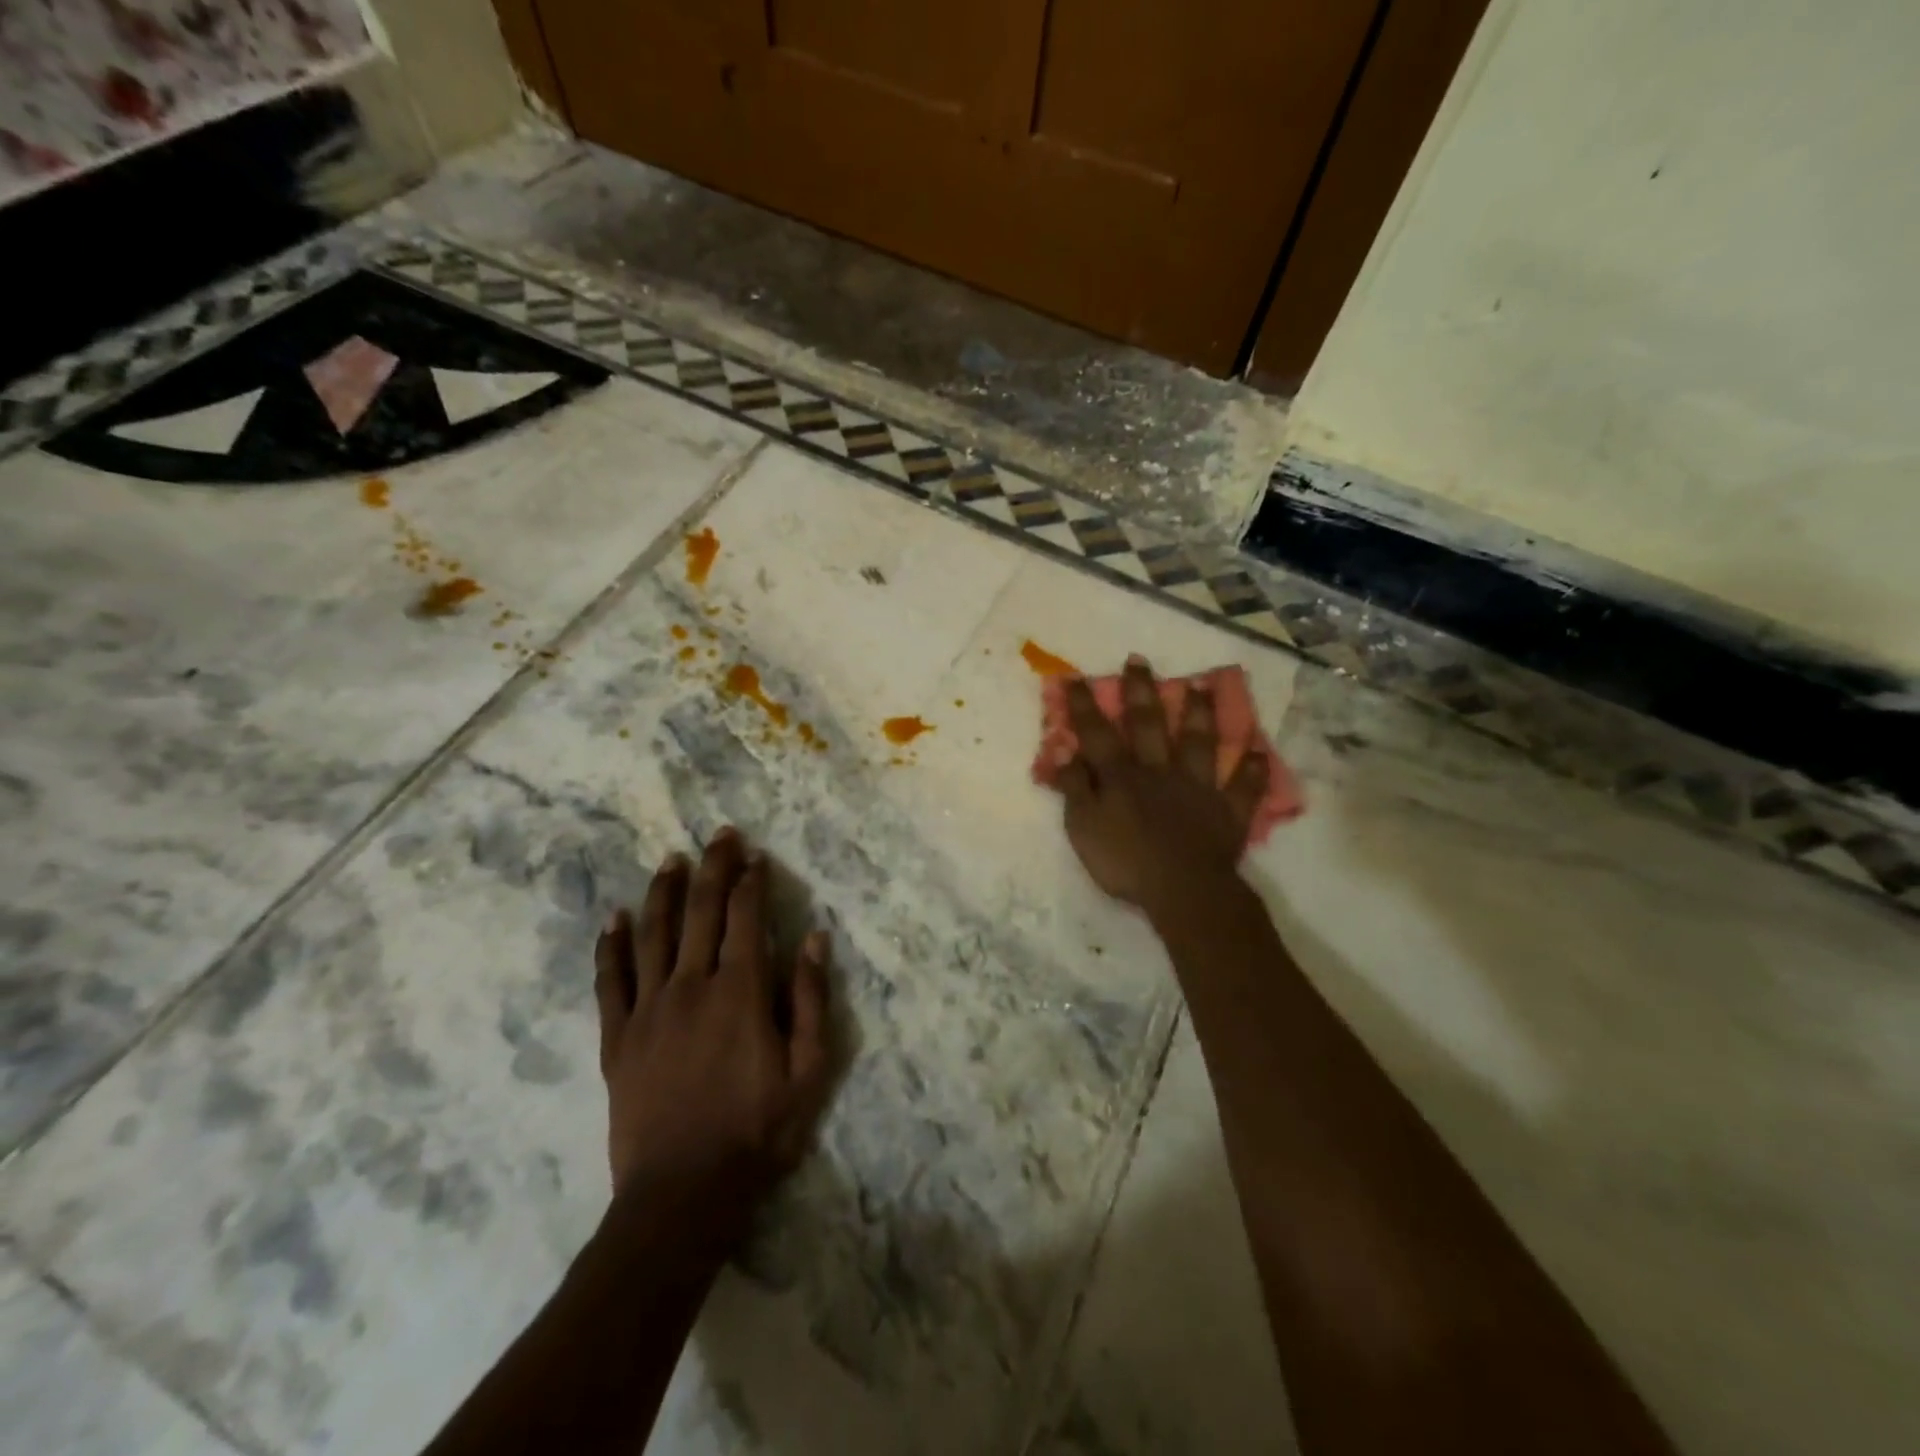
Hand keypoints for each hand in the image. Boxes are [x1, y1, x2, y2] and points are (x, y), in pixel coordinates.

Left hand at [593, 828, 831, 1236]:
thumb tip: (814, 938)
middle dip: (713, 867)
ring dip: (664, 891)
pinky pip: (611, 980)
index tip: (755, 855)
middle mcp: (692, 985)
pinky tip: (615, 918)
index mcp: (740, 991)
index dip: (751, 881)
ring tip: (671, 860)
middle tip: (720, 835)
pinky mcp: (617, 1037)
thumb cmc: (757, 1132)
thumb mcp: (808, 1070)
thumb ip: (811, 999)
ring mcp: (648, 1009)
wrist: (682, 1195)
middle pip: (701, 911)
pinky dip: (612, 945)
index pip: (745, 917)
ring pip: (654, 934)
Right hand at [1056, 658, 1268, 917]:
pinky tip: (1259, 751)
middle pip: (1149, 725)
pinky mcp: (1227, 810)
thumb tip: (1063, 749)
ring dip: (1200, 714)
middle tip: (1139, 661)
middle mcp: (1160, 771)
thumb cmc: (1125, 861)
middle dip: (1141, 692)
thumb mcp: (1083, 827)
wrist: (1182, 889)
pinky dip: (1253, 770)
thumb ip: (1075, 787)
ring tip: (1202, 686)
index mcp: (1122, 776)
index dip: (1084, 705)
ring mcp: (1198, 787)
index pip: (1097, 733)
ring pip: (1199, 743)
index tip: (1075, 676)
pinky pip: (1244, 786)